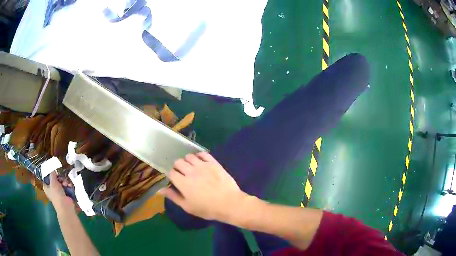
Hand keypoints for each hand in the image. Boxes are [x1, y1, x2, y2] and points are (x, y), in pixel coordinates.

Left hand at [43, 172, 72, 210]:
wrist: (65, 206)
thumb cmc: (57, 194)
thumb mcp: (53, 181)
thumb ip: (52, 174)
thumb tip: (53, 170)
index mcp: (46, 187)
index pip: (47, 178)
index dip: (51, 174)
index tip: (55, 172)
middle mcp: (52, 189)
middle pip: (56, 179)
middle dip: (60, 178)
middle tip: (62, 179)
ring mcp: (59, 192)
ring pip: (62, 182)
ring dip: (65, 181)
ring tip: (67, 184)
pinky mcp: (65, 195)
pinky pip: (67, 187)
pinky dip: (69, 186)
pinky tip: (70, 186)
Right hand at [160, 152, 246, 221]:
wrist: (229, 203)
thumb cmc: (207, 209)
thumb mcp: (188, 206)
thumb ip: (173, 196)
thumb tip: (160, 190)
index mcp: (183, 183)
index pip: (171, 172)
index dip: (172, 175)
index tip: (175, 180)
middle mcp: (191, 171)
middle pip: (178, 162)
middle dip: (178, 167)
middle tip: (183, 173)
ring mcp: (203, 166)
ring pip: (189, 156)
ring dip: (188, 161)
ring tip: (191, 167)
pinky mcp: (213, 163)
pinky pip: (203, 154)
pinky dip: (199, 155)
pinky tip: (200, 161)